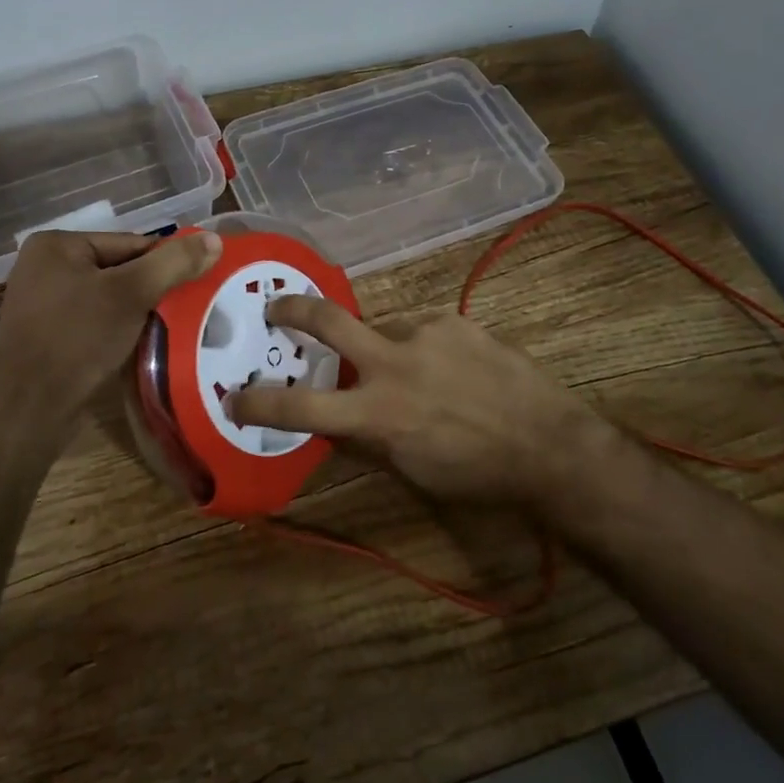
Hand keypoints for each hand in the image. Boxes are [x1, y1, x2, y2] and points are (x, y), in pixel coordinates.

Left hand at [0, 229, 221, 413]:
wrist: (28, 412)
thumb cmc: (77, 340)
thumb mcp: (132, 294)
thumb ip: (174, 263)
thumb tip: (214, 239)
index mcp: (57, 245)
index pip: (131, 244)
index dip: (166, 265)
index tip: (196, 286)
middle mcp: (45, 267)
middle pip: (120, 270)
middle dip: (152, 291)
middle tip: (188, 309)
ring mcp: (43, 303)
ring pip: (109, 298)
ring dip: (138, 313)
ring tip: (170, 329)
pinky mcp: (47, 336)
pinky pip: (94, 321)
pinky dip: (119, 330)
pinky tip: (141, 346)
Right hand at [231, 298, 620, 507]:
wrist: (549, 443)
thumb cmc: (477, 473)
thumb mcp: (411, 470)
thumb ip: (368, 438)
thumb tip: (336, 419)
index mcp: (378, 412)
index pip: (302, 406)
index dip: (260, 402)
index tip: (234, 397)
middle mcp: (394, 362)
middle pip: (328, 320)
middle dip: (292, 310)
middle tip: (276, 309)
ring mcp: (426, 332)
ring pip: (382, 327)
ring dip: (383, 347)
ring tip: (416, 374)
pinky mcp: (454, 321)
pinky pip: (421, 328)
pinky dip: (421, 346)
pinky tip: (449, 368)